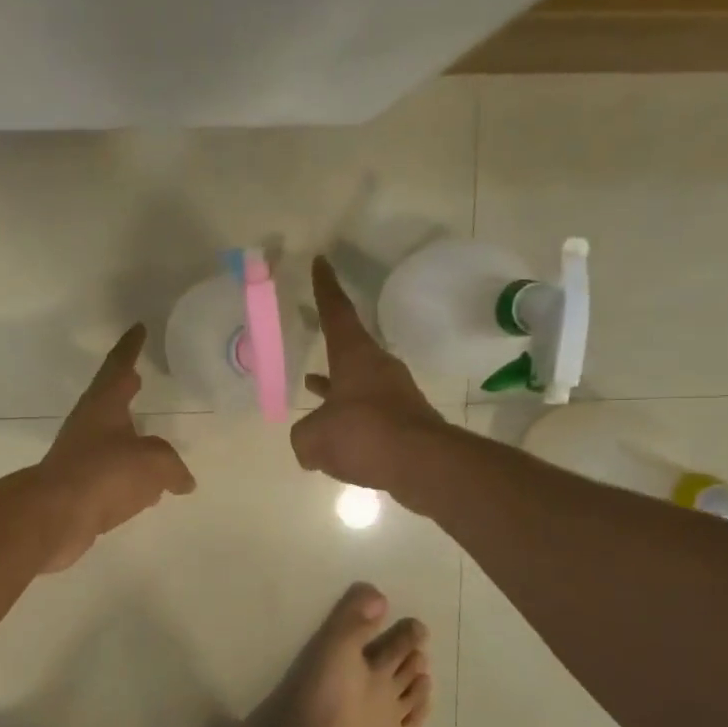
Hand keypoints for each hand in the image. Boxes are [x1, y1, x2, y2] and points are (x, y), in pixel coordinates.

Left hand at [39, 324, 196, 571]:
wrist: (56, 516)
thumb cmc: (105, 474)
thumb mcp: (154, 463)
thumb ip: (173, 466)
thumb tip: (183, 481)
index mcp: (104, 405)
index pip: (119, 365)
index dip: (131, 347)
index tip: (138, 328)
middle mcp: (88, 424)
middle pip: (109, 400)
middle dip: (126, 390)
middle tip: (140, 379)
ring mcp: (80, 455)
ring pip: (110, 438)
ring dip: (129, 436)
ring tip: (152, 440)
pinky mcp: (79, 486)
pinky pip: (110, 472)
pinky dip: (129, 474)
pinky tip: (146, 490)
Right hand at [290, 256, 448, 491]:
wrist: (423, 464)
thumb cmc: (363, 434)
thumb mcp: (314, 437)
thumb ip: (304, 436)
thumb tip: (309, 444)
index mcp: (354, 356)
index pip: (336, 312)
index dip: (326, 287)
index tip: (322, 262)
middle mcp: (377, 368)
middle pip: (349, 348)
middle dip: (329, 345)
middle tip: (312, 332)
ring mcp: (393, 394)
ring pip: (356, 383)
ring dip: (336, 385)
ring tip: (312, 384)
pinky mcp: (404, 421)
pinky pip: (367, 413)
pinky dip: (350, 418)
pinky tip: (337, 435)